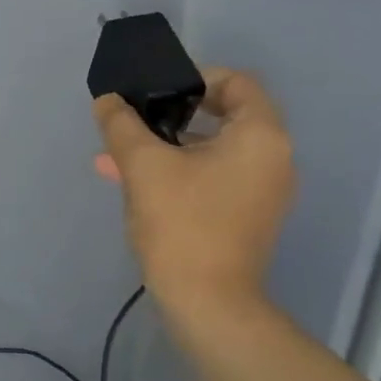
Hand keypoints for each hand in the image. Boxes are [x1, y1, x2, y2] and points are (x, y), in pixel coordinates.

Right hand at [92, 69, 295, 327]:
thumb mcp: (142, 165)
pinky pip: (212, 176)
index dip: (192, 76)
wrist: (207, 303)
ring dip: (166, 145)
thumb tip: (108, 100)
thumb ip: (121, 124)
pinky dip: (178, 170)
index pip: (235, 82)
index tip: (152, 90)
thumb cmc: (181, 223)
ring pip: (211, 148)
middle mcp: (272, 157)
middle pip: (223, 114)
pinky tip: (133, 181)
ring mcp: (262, 190)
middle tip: (132, 118)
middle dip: (169, 114)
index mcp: (260, 136)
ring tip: (117, 154)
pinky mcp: (246, 215)